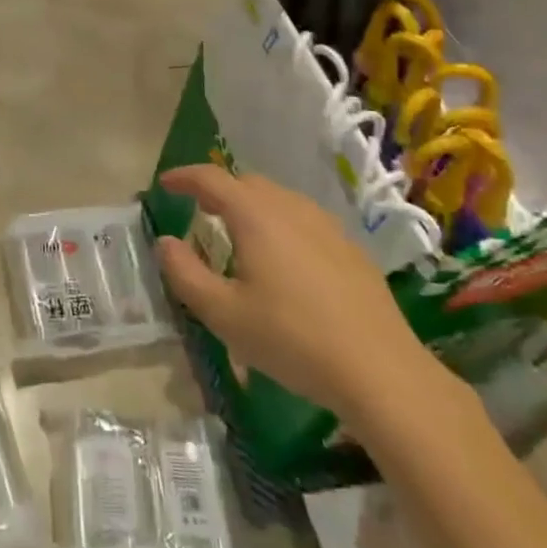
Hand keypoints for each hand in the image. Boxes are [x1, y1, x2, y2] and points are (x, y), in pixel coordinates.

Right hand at [153, 165, 444, 435]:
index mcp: (256, 216)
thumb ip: (185, 274)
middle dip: (218, 189)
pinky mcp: (350, 249)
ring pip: (278, 199)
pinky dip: (280, 223)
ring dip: (250, 205)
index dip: (184, 177)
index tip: (165, 183)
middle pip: (247, 183)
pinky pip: (303, 220)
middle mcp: (291, 208)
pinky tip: (282, 259)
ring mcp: (326, 226)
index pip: (211, 179)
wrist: (380, 371)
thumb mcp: (223, 314)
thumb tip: (165, 242)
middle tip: (199, 209)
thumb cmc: (292, 339)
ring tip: (237, 233)